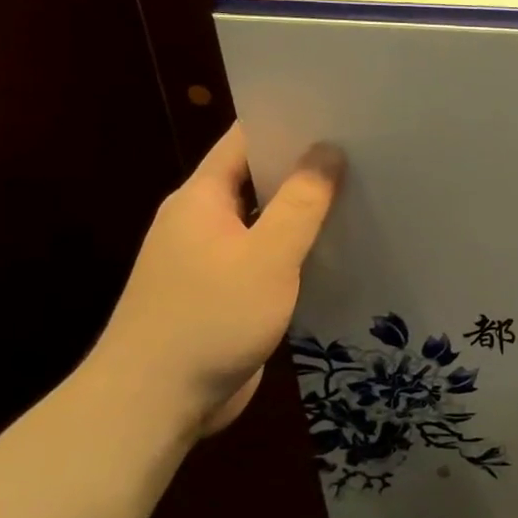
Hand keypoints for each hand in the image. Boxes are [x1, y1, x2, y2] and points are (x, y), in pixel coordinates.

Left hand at [89, 124, 342, 436]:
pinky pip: (265, 259)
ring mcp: (210, 261)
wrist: (153, 404)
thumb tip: (328, 150)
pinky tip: (336, 252)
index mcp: (201, 198)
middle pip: (257, 179)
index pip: (245, 141)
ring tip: (361, 195)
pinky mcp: (224, 296)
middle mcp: (202, 222)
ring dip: (303, 213)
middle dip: (304, 167)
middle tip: (364, 153)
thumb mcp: (267, 256)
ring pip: (264, 222)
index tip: (337, 113)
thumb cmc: (209, 318)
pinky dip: (296, 251)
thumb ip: (300, 203)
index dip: (287, 122)